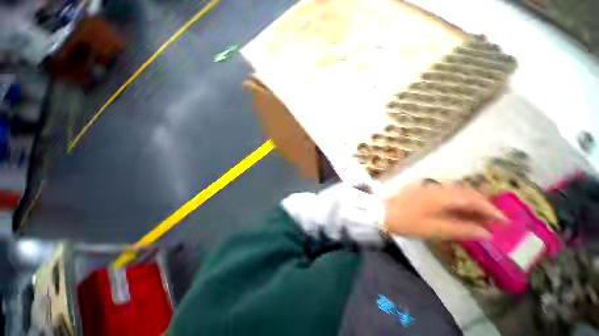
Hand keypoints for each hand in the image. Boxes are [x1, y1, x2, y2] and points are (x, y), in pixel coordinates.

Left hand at [382, 181, 506, 239]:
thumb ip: (460, 229)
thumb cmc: (404, 221)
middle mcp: (437, 187)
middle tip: (495, 221)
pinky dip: (457, 203)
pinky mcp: (421, 190)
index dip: (492, 210)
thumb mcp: (433, 229)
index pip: (474, 199)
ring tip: (480, 219)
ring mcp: (427, 187)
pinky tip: (459, 212)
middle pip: (467, 194)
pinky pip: (446, 194)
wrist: (378, 211)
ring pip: (457, 193)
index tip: (505, 221)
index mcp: (442, 195)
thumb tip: (486, 233)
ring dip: (470, 204)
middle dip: (483, 206)